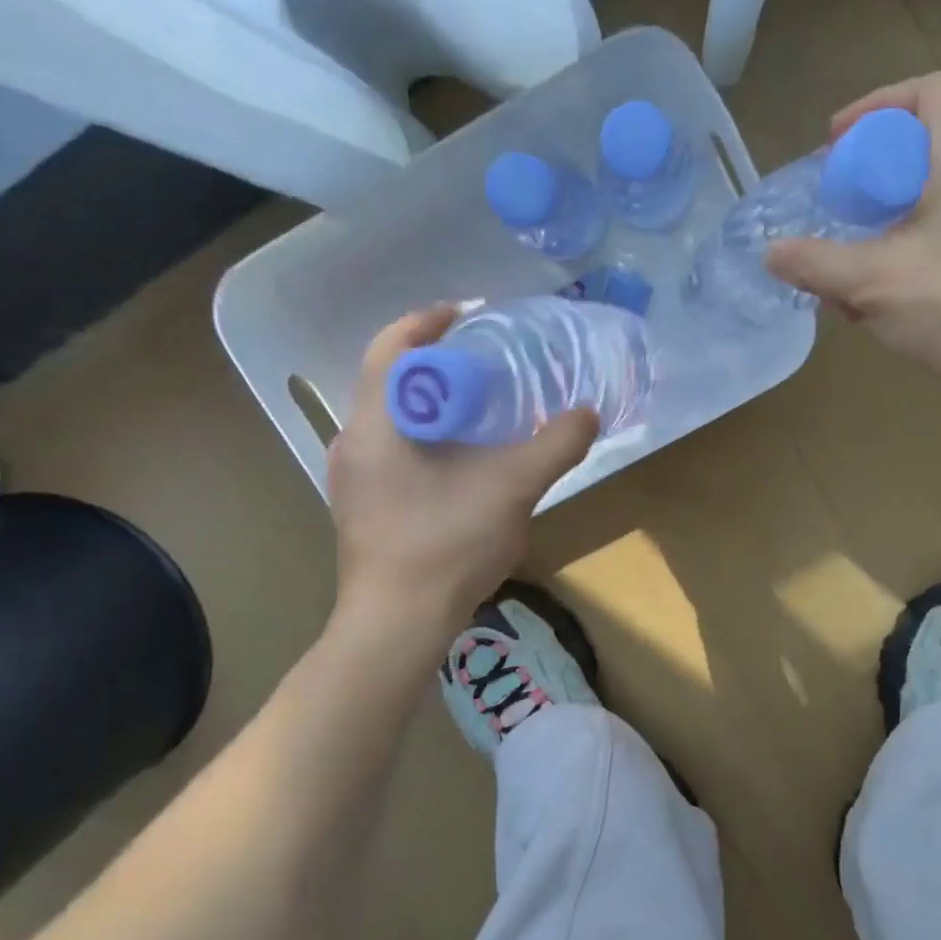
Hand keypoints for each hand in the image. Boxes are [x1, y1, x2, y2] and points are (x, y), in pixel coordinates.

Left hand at [326, 306, 596, 641]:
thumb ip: (555, 444)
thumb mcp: (513, 487)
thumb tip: (588, 414)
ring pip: (393, 417)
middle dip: (439, 362)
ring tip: (482, 407)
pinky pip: (393, 449)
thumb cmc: (446, 545)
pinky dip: (427, 437)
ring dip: (434, 403)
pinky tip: (464, 461)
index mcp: (376, 422)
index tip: (471, 314)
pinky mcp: (361, 505)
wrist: (397, 625)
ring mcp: (352, 477)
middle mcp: (352, 441)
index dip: (429, 321)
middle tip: (488, 361)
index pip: (391, 346)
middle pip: (392, 379)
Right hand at [765, 72, 940, 396]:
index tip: (837, 145)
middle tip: (842, 203)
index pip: (928, 91)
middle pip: (931, 139)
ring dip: (895, 210)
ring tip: (861, 253)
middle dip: (876, 169)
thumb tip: (771, 253)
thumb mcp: (873, 282)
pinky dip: (920, 235)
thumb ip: (816, 263)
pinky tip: (895, 284)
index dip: (875, 107)